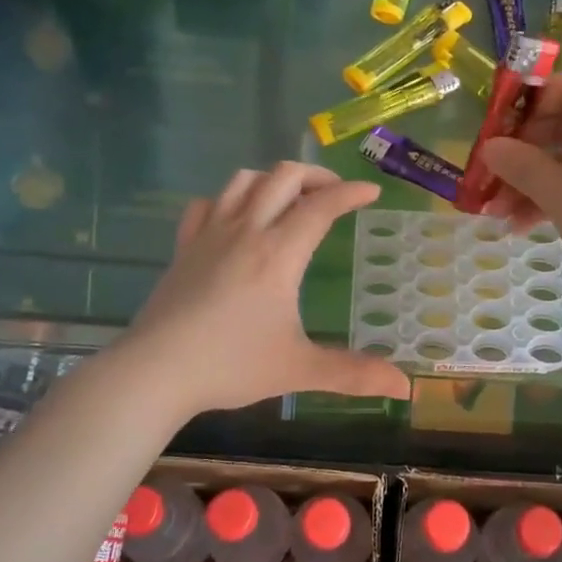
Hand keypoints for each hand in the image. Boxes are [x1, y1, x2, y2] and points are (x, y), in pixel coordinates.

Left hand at [127, 163, 411, 417]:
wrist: (155, 371)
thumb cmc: (231, 365)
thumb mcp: (299, 369)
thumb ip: (353, 373)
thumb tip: (406, 386)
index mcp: (278, 253)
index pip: (321, 206)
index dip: (351, 193)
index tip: (371, 192)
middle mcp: (246, 231)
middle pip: (283, 176)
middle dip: (316, 176)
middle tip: (334, 194)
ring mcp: (210, 234)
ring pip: (243, 180)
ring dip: (273, 179)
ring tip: (290, 199)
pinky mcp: (184, 246)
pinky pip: (206, 203)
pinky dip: (228, 199)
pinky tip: (236, 218)